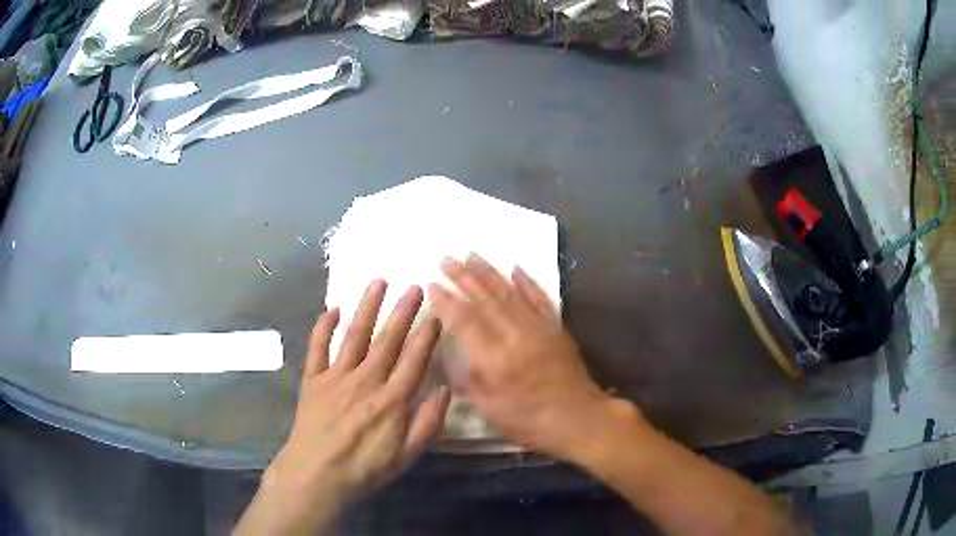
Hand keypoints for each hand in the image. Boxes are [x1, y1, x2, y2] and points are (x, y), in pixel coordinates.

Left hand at [234, 281, 449, 535]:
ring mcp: (336, 377)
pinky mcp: (313, 380)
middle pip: (387, 340)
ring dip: (367, 307)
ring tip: (378, 282)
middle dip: (402, 311)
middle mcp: (366, 381)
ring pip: (355, 335)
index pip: (414, 360)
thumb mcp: (406, 456)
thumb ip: (428, 423)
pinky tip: (333, 309)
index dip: (427, 335)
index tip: (436, 314)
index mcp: (392, 400)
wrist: (316, 475)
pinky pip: (317, 348)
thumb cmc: (364, 470)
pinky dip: (323, 327)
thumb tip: (444, 390)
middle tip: (413, 286)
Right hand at [428, 256, 639, 461]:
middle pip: (486, 299)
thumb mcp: (490, 411)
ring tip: (472, 255)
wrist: (580, 419)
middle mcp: (516, 335)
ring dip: (490, 272)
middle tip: (446, 258)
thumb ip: (467, 382)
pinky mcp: (556, 328)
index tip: (432, 284)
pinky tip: (516, 268)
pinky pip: (540, 299)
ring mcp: (539, 328)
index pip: (465, 321)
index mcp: (495, 358)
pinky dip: (528, 282)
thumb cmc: (530, 421)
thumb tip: (450, 360)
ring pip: (510, 293)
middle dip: (463, 276)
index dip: (446, 301)